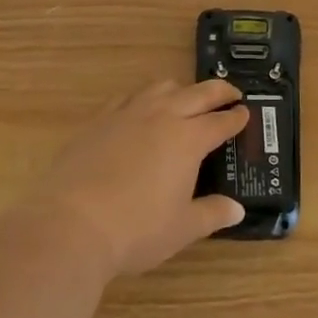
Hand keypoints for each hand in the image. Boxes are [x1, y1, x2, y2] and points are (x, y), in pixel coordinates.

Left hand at [14, 79, 249, 279]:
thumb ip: (211, 214)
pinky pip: (127, 98)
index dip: (236, 118)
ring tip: (186, 98)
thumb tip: (237, 209)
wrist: (70, 223)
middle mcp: (161, 116)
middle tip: (231, 94)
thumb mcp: (182, 228)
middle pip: (197, 93)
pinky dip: (144, 98)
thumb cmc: (136, 229)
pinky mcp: (99, 120)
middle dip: (218, 91)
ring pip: (161, 87)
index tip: (246, 113)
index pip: (220, 122)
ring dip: (181, 89)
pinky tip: (140, 110)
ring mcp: (127, 114)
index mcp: (188, 139)